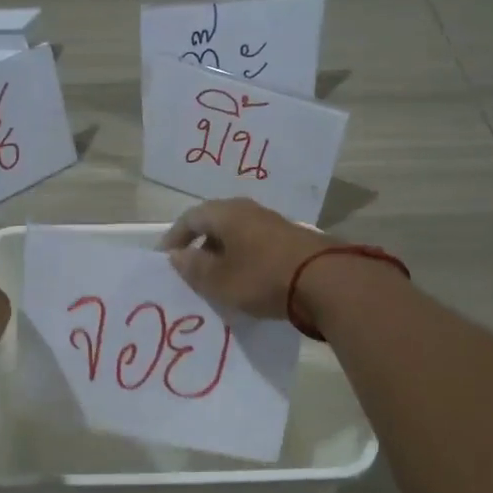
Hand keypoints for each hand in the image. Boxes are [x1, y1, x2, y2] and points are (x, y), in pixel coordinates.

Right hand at [161, 199, 330, 318]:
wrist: (326, 281)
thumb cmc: (262, 277)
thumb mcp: (219, 280)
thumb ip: (194, 268)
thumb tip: (177, 256)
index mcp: (226, 213)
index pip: (190, 218)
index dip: (174, 238)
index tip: (165, 259)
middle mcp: (248, 210)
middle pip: (215, 224)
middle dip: (200, 246)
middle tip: (191, 270)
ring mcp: (273, 223)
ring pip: (238, 235)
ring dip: (224, 254)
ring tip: (217, 280)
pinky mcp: (292, 240)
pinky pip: (257, 246)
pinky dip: (244, 260)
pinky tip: (247, 282)